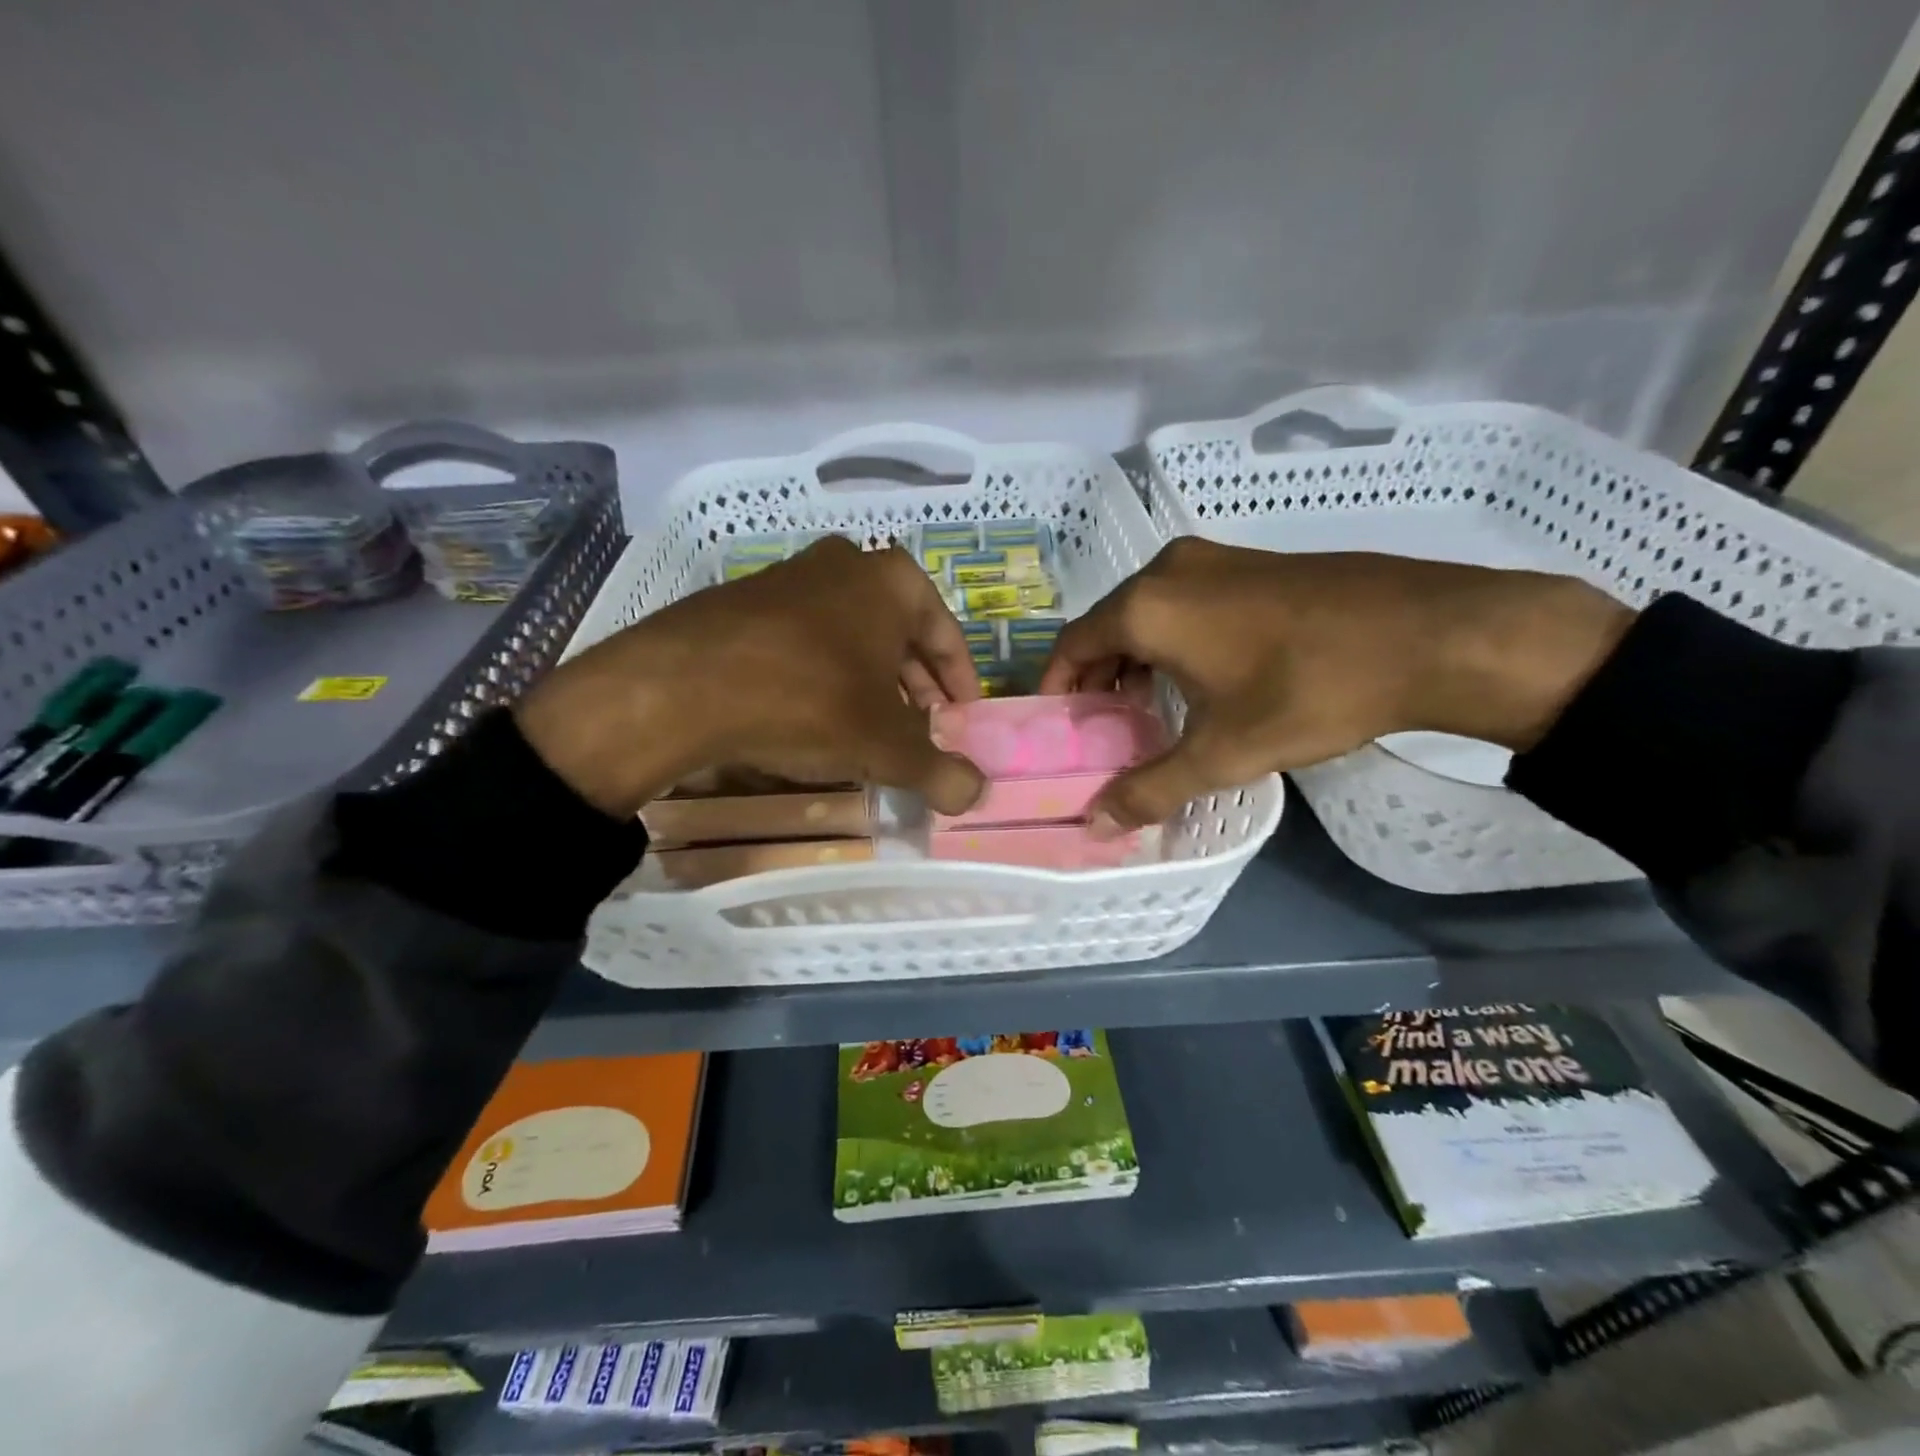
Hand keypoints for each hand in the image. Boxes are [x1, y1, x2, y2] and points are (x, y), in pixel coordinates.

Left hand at [515, 538, 985, 817]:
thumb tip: (976, 793)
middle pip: (899, 635)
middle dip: (915, 688)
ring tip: (869, 730)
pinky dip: (824, 676)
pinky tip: (814, 718)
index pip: (947, 636)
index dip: (960, 686)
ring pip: (851, 637)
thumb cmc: (809, 701)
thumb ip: (940, 770)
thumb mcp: (886, 745)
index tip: (962, 723)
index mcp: (892, 581)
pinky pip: (806, 642)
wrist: (683, 686)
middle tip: (920, 733)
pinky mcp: (744, 602)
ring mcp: (789, 577)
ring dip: (869, 683)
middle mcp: (845, 565)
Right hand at [1039, 539, 1634, 832]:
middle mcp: (1168, 570)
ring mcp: (1214, 559)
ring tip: (1145, 710)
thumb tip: (1096, 825)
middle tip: (1101, 728)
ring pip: (1148, 613)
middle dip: (1097, 678)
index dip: (1057, 687)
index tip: (1057, 726)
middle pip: (1107, 626)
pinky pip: (1185, 602)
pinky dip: (1171, 639)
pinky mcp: (1251, 562)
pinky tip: (1198, 678)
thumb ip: (1151, 788)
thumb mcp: (1224, 752)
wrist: (1432, 634)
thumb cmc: (1310, 690)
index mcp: (1147, 606)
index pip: (1073, 645)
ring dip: (1135, 659)